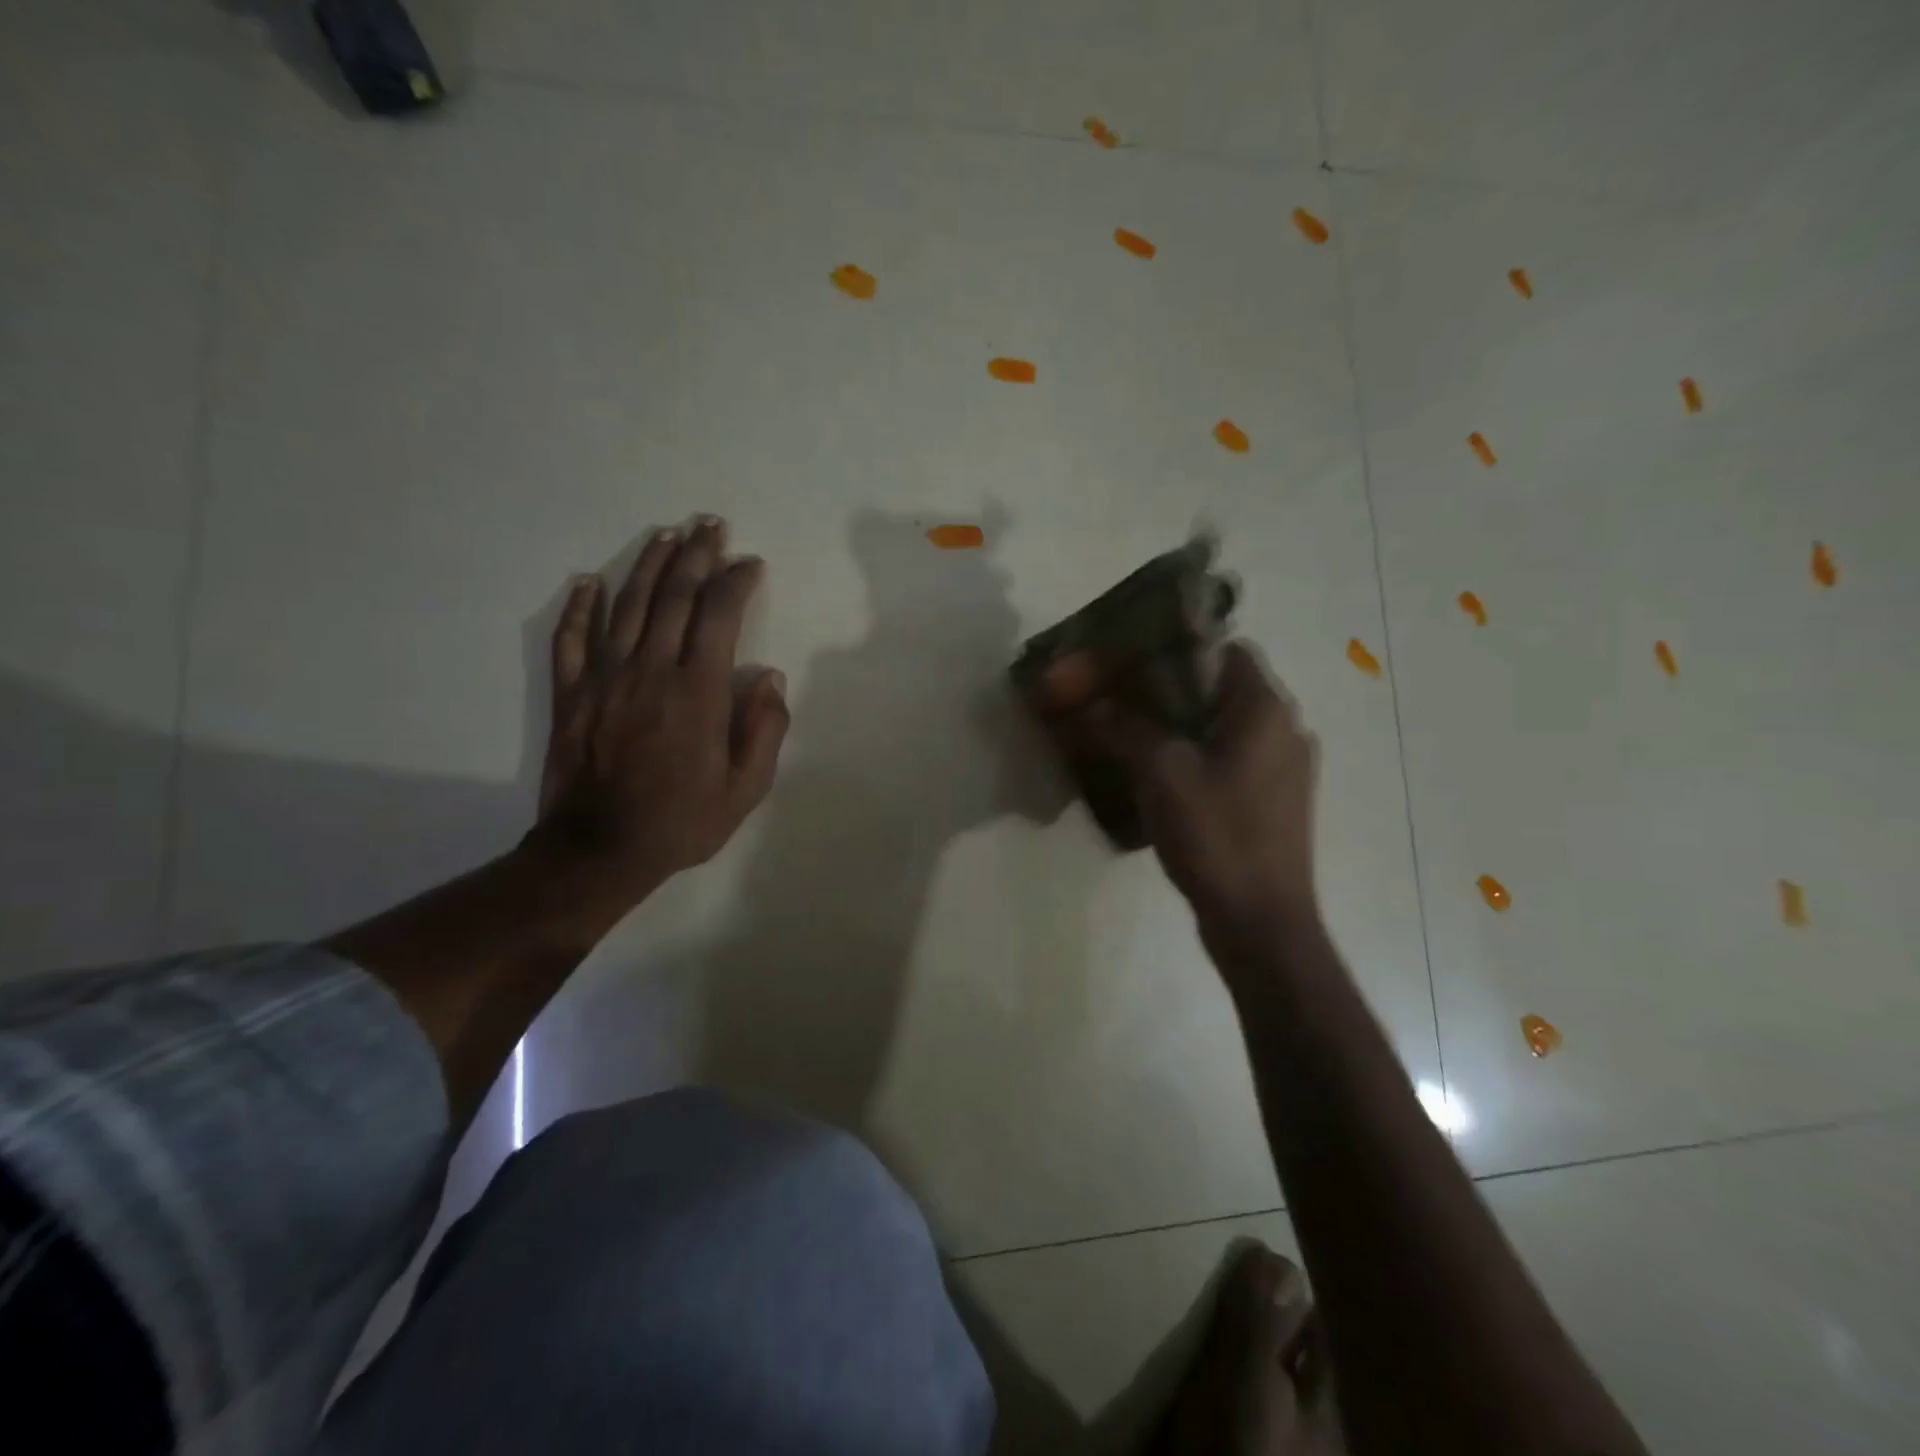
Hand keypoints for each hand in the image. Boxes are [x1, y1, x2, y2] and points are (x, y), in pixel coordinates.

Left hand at [530, 516, 788, 916]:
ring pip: (627, 606)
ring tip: (667, 536)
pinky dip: (580, 607)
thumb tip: (770, 678)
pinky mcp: (571, 694)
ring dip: (649, 566)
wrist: (600, 850)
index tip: (749, 564)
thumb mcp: (746, 788)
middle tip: (710, 525)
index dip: (736, 582)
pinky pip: (571, 639)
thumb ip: (764, 729)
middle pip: (674, 597)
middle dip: (696, 556)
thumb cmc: (683, 821)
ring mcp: (605, 678)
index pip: (719, 616)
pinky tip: (590, 581)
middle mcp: (652, 670)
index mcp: (699, 690)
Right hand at [1087, 643, 1319, 954]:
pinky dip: (1198, 758)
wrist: (1261, 922)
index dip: (1178, 650)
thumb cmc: (1217, 835)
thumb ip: (1124, 727)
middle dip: (1171, 692)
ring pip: (1225, 728)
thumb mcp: (1160, 773)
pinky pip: (1232, 761)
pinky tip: (1161, 779)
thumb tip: (1092, 703)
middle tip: (1122, 703)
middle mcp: (1285, 730)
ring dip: (1182, 728)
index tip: (1133, 665)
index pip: (1226, 650)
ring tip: (1133, 739)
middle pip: (1223, 690)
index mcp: (1266, 710)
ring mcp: (1284, 769)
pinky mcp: (1275, 802)